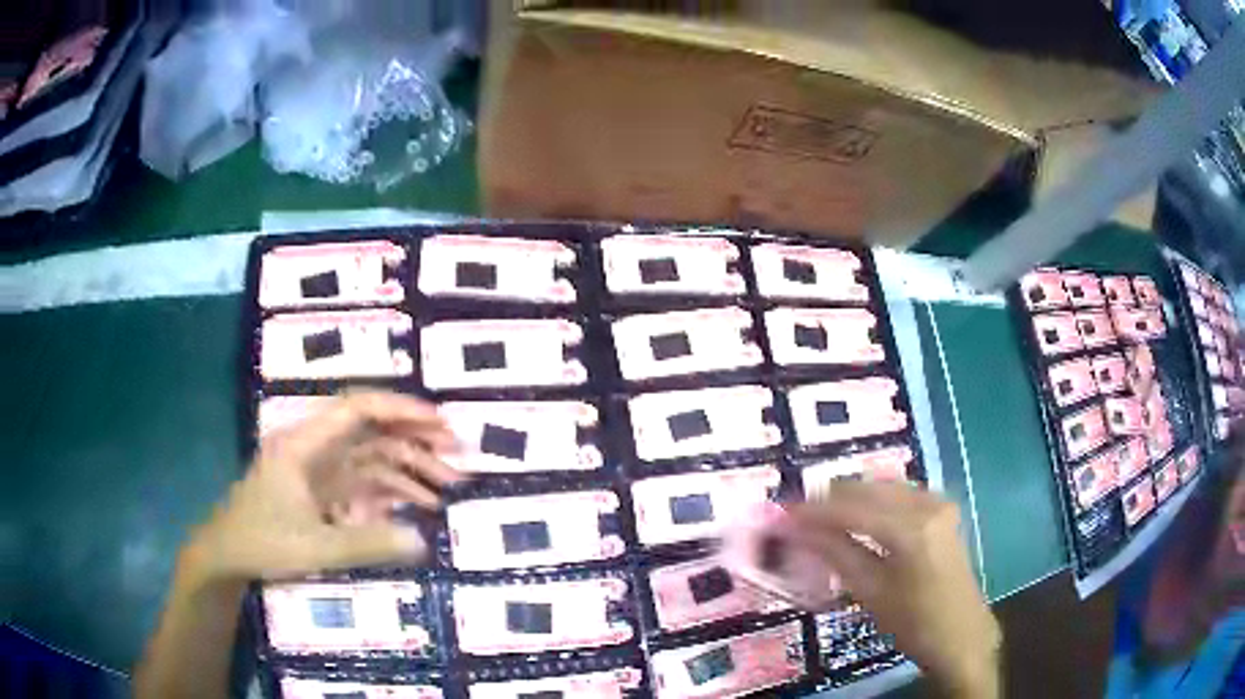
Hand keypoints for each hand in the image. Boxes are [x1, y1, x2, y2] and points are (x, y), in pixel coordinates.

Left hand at [185, 390, 462, 583]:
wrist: (227, 556)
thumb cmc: (262, 542)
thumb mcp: (315, 547)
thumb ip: (368, 542)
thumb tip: (423, 540)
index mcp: (305, 444)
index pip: (359, 409)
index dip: (403, 411)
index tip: (441, 424)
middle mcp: (315, 448)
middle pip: (372, 431)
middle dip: (416, 439)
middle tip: (459, 453)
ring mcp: (320, 470)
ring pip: (372, 458)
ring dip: (410, 469)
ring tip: (449, 487)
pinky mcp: (323, 491)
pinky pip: (364, 484)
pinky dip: (392, 493)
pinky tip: (419, 507)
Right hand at [790, 481, 1000, 697]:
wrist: (960, 634)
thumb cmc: (914, 622)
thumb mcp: (871, 592)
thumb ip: (836, 553)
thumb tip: (798, 531)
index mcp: (911, 528)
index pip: (852, 509)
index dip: (814, 511)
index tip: (783, 513)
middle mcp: (927, 504)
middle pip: (869, 489)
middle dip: (831, 500)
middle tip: (798, 516)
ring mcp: (938, 504)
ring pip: (884, 488)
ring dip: (851, 499)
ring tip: (820, 518)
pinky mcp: (942, 511)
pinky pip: (899, 496)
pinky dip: (873, 503)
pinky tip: (856, 519)